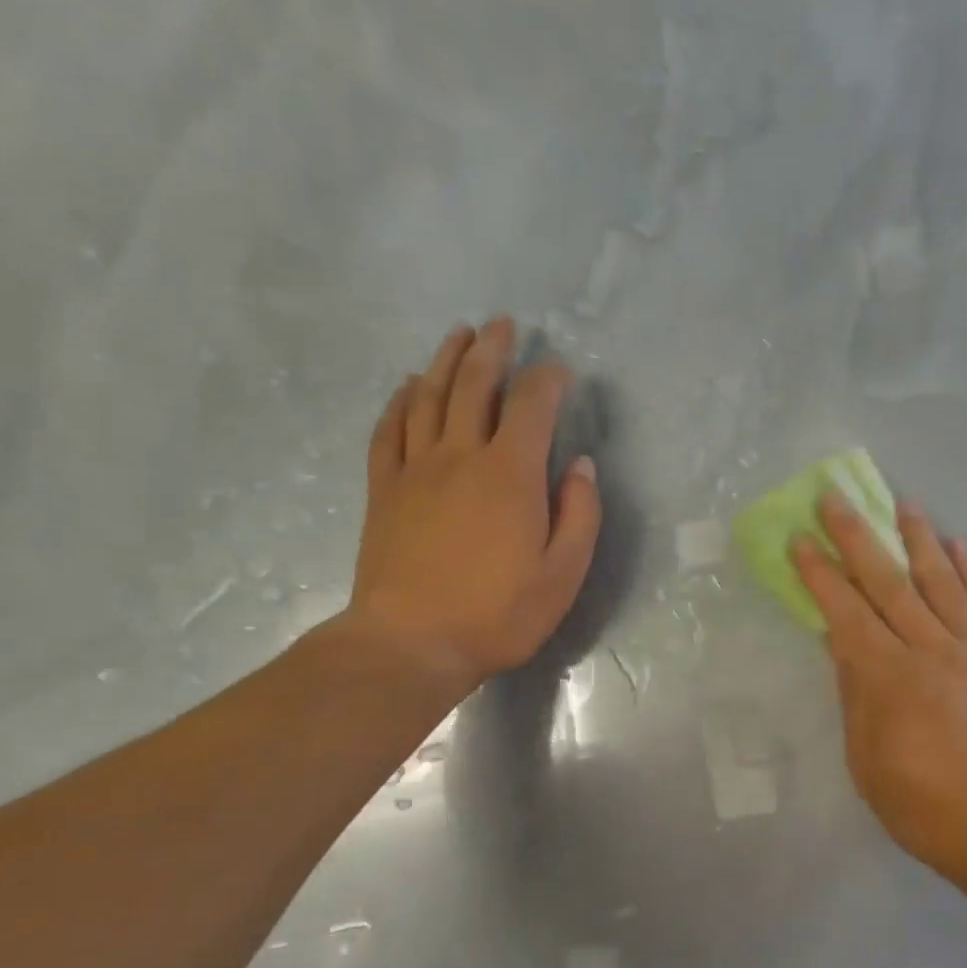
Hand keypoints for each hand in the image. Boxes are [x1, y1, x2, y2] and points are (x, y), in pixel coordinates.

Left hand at [338, 318, 600, 692]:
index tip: (560, 369)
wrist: (410, 644)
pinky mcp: (385, 489)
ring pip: (430, 396)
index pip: (532, 405)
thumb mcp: (563, 574)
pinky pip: (390, 429)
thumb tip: (581, 466)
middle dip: (492, 349)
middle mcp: (461, 455)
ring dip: (446, 360)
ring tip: (459, 335)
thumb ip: (580, 514)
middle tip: (502, 324)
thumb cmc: (497, 614)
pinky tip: (410, 385)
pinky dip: (401, 400)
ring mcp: (416, 469)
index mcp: (510, 473)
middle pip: (475, 385)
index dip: (548, 379)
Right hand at [793, 494, 966, 888]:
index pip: (844, 610)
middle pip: (887, 582)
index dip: (819, 572)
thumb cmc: (922, 804)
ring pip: (941, 581)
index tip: (801, 538)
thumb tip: (842, 643)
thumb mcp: (866, 759)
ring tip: (904, 502)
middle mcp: (928, 649)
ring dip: (919, 538)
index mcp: (886, 676)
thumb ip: (855, 695)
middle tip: (836, 499)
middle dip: (857, 538)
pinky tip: (959, 545)